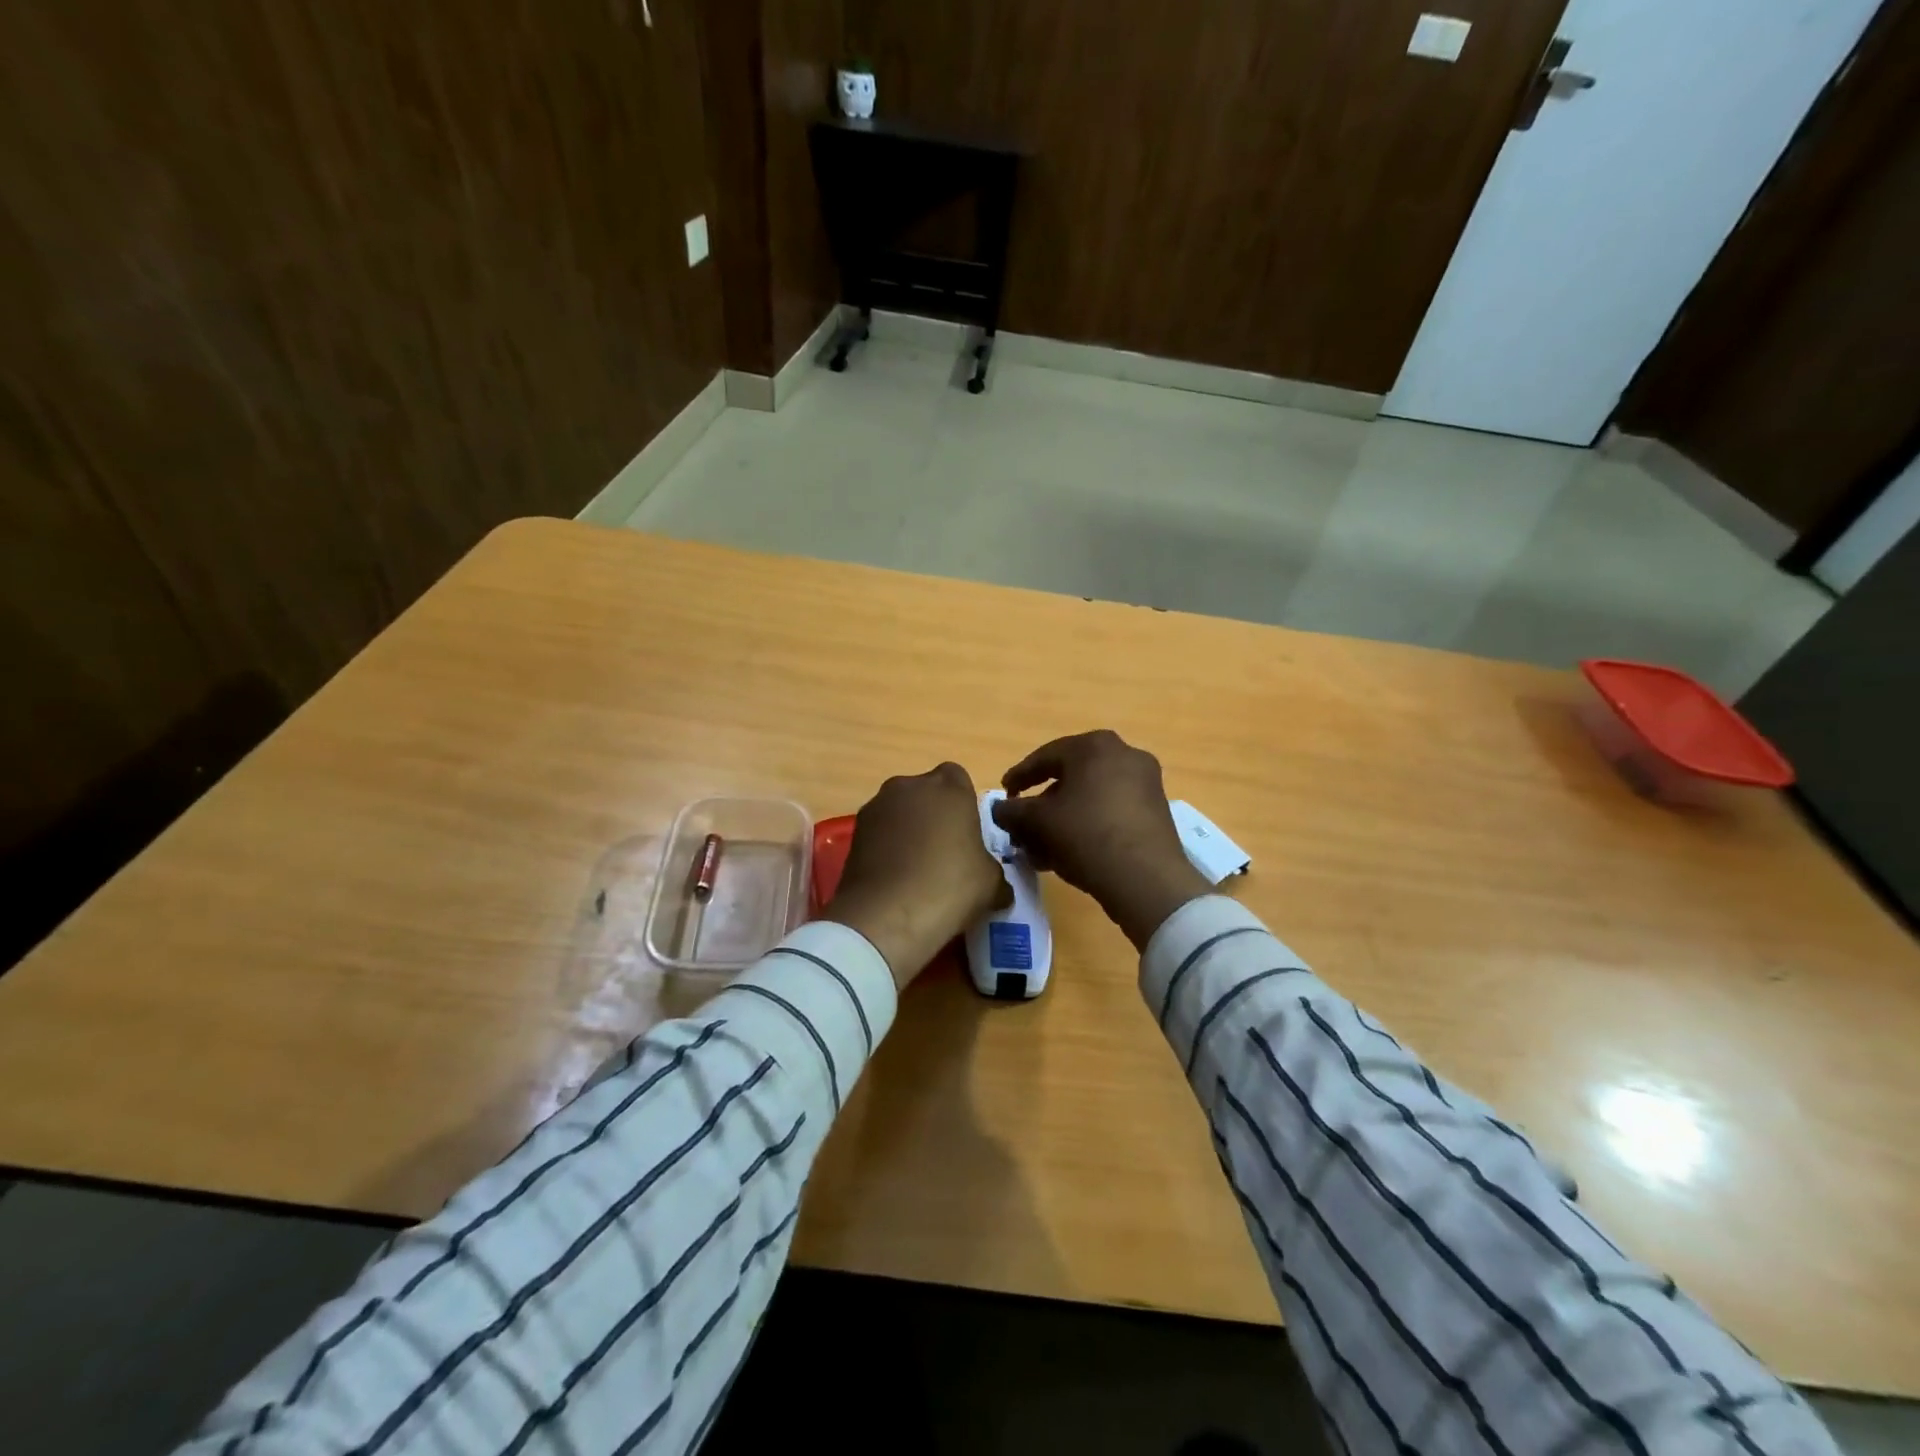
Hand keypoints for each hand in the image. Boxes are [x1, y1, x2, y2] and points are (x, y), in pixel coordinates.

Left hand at [821, 762, 1011, 990]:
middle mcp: (909, 786)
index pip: (959, 779)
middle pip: (925, 793)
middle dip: (933, 815)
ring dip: (907, 830)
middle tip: (945, 852)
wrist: (886, 916)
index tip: (968, 834)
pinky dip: (886, 848)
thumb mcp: (991, 884)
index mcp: (948, 787)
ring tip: (916, 869)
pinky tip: (895, 879)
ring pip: (899, 811)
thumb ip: (994, 872)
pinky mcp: (853, 833)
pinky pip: (879, 833)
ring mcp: (876, 807)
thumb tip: (999, 887)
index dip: (963, 804)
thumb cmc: (949, 886)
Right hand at [991, 730, 1211, 948]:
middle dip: (1042, 805)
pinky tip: (1067, 855)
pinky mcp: (1156, 811)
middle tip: (1022, 827)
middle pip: (1070, 778)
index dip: (1019, 776)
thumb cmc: (1086, 835)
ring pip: (1090, 798)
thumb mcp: (1038, 822)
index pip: (1045, 757)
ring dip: (1062, 820)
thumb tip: (1000, 809)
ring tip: (1040, 849)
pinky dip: (1086, 826)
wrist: (1146, 879)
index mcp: (1095, 746)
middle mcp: (1124, 755)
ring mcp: (1145, 783)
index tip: (1003, 794)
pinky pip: (1110, 812)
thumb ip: (1012, 811)